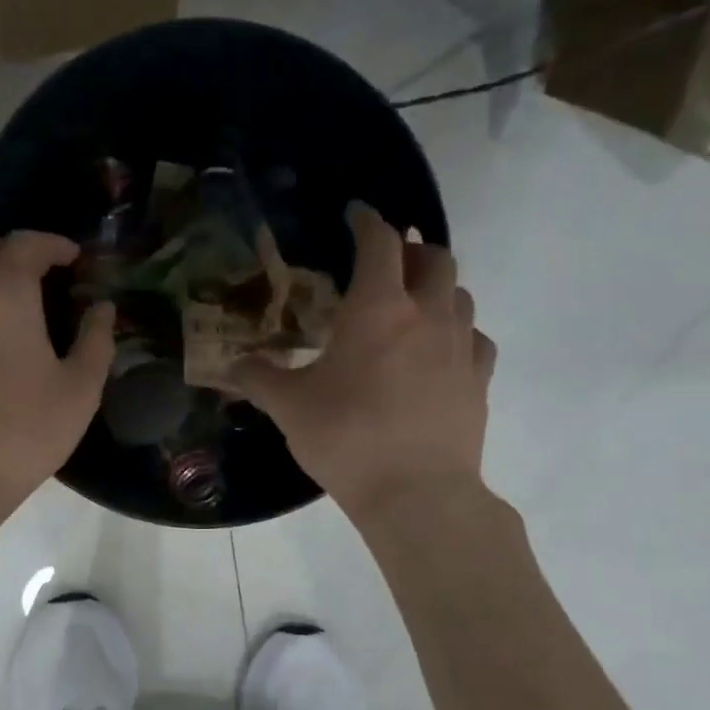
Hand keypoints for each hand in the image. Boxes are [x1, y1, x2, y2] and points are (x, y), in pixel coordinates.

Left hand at [0, 231, 114, 521]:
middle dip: (13, 252)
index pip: (25, 245)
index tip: (74, 258)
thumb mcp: (80, 390)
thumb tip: (102, 308)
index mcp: (4, 297)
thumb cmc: (25, 432)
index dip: (52, 243)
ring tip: (10, 311)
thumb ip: (96, 341)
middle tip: (41, 275)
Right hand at [232, 203, 495, 519]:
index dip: (368, 221)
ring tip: (411, 305)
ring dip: (437, 288)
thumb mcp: (289, 408)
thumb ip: (258, 379)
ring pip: (460, 294)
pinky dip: (458, 332)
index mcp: (378, 309)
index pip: (380, 243)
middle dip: (412, 250)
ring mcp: (461, 347)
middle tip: (387, 263)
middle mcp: (427, 315)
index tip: (356, 214)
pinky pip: (476, 338)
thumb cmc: (347, 438)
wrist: (417, 494)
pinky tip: (440, 351)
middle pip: (435, 257)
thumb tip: (230, 366)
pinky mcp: (479, 380)